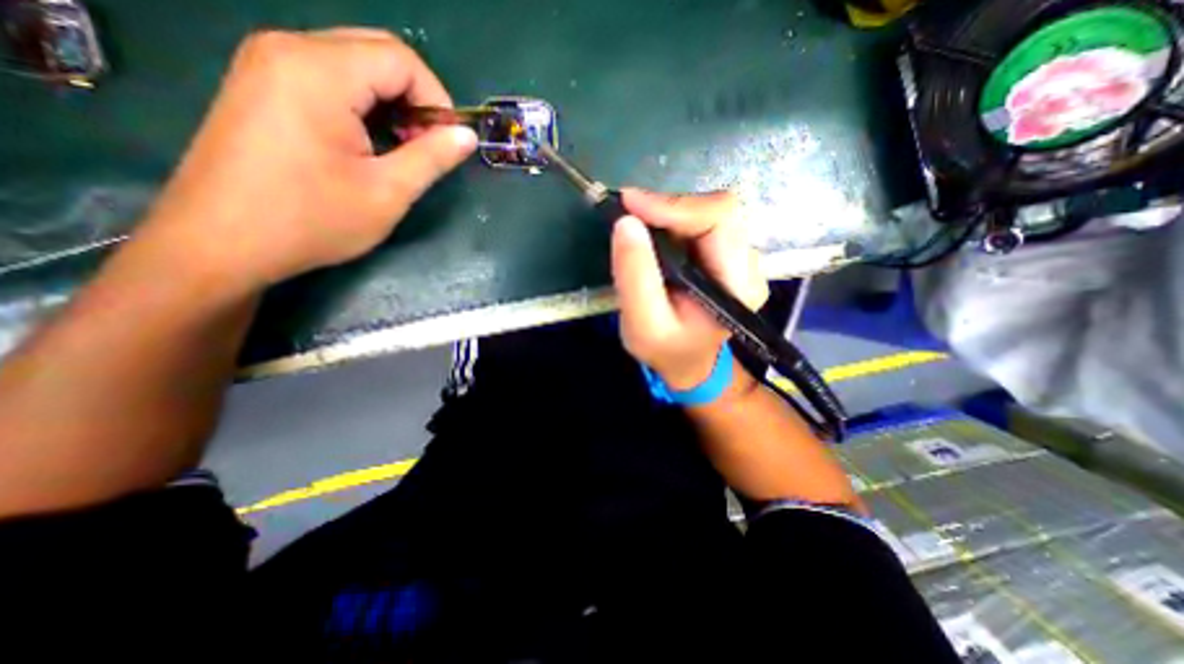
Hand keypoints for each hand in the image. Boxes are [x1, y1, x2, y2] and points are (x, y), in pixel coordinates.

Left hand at [145, 28, 475, 290]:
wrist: (223, 242)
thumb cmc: (313, 219)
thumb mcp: (387, 192)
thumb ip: (432, 158)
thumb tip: (467, 136)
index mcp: (318, 72)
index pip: (400, 60)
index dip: (437, 99)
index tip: (448, 143)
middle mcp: (287, 50)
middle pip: (376, 53)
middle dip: (416, 98)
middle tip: (428, 147)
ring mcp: (267, 64)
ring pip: (353, 64)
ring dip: (391, 103)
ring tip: (402, 150)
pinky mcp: (261, 85)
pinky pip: (327, 78)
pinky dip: (362, 105)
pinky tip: (370, 143)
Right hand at [609, 186, 767, 389]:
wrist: (686, 362)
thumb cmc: (666, 350)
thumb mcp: (642, 324)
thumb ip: (635, 276)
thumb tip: (626, 222)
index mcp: (739, 285)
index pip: (719, 219)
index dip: (675, 205)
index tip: (629, 204)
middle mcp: (748, 265)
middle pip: (716, 211)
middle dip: (667, 208)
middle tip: (627, 214)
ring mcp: (739, 259)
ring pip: (706, 215)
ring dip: (667, 215)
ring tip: (635, 227)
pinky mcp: (724, 256)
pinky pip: (699, 224)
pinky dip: (670, 223)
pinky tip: (651, 236)